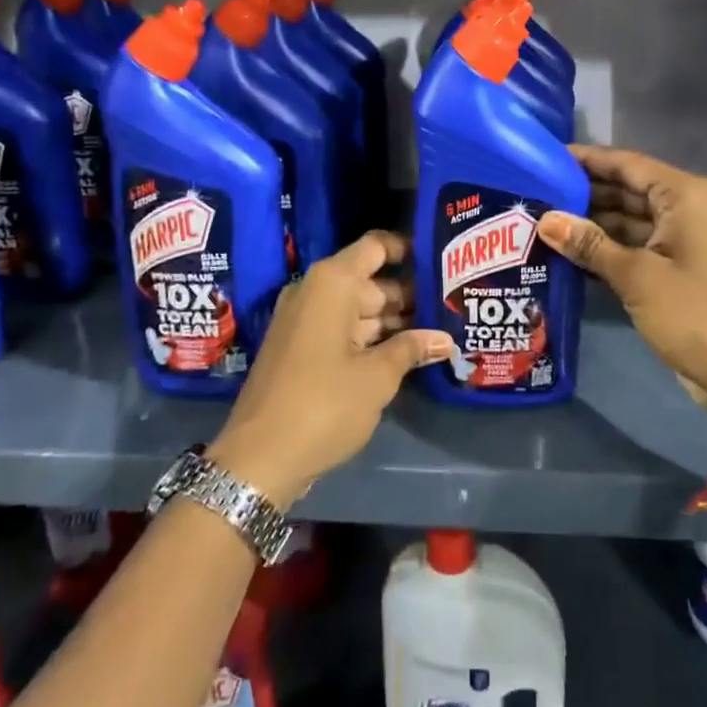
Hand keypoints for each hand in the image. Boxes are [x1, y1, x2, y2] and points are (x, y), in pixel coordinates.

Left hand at [208, 231, 453, 508]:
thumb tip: (445, 339)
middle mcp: (315, 291)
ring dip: (392, 321)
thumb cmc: (324, 405)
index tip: (439, 260)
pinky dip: (369, 337)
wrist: (257, 459)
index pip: (376, 246)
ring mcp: (303, 319)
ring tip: (436, 331)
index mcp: (333, 283)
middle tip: (450, 306)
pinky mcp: (298, 347)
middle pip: (370, 280)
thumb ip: (412, 349)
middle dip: (408, 295)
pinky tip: (403, 353)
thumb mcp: (377, 377)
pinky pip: (341, 328)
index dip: (407, 249)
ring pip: (357, 308)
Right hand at [538, 146, 706, 451]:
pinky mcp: (672, 269)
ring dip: (588, 223)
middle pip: (624, 189)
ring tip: (538, 219)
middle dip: (581, 192)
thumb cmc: (697, 314)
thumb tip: (544, 219)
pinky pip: (630, 247)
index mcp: (682, 196)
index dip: (585, 159)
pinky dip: (602, 248)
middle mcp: (681, 209)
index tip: (543, 158)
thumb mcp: (637, 277)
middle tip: (531, 192)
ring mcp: (678, 240)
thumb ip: (589, 244)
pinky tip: (564, 251)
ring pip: (625, 219)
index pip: (625, 164)